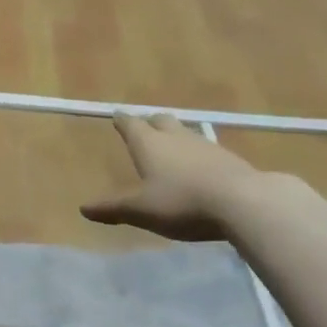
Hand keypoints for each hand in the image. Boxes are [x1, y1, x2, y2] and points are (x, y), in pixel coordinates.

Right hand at [80, 113, 260, 242]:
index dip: (122, 120)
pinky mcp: (228, 158)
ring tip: (171, 148)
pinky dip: (196, 154)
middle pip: (160, 120)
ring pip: (184, 132)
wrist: (243, 202)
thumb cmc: (182, 202)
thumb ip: (113, 208)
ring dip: (175, 137)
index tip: (117, 115)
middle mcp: (175, 137)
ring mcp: (204, 144)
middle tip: (144, 128)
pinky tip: (200, 169)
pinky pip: (205, 149)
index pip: (131, 124)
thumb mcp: (142, 210)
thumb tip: (83, 209)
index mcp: (149, 144)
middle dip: (150, 122)